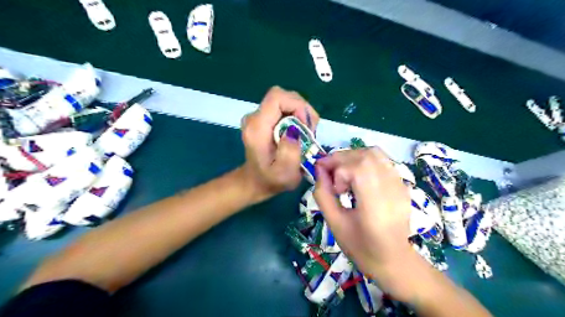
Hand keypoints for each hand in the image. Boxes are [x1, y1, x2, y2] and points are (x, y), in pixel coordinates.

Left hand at [237, 86, 316, 201]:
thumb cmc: (271, 180)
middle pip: (283, 96)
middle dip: (302, 110)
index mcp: (257, 127)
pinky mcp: (263, 118)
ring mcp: (257, 116)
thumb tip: (295, 130)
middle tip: (310, 132)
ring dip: (300, 114)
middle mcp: (254, 117)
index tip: (307, 126)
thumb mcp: (285, 173)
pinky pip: (283, 108)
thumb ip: (289, 152)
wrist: (256, 181)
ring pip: (285, 101)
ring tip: (305, 134)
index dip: (297, 105)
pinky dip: (295, 116)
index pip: (277, 97)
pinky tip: (298, 133)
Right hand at [313, 149, 413, 298]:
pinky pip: (382, 161)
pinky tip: (356, 175)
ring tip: (341, 171)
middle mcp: (392, 190)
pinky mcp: (402, 184)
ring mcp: (400, 185)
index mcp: (375, 205)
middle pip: (366, 156)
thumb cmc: (361, 247)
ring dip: (352, 156)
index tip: (325, 178)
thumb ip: (323, 194)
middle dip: (341, 158)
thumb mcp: (334, 223)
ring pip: (375, 153)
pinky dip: (364, 160)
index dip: (337, 167)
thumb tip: (319, 170)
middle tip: (328, 171)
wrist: (393, 260)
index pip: (358, 168)